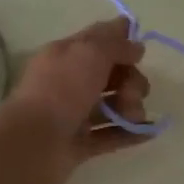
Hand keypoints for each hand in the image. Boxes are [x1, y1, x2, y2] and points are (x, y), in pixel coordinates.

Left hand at [2, 18, 152, 183]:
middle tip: (131, 93)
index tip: (140, 52)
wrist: (34, 144)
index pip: (97, 40)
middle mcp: (69, 82)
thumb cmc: (60, 90)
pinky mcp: (80, 144)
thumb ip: (115, 44)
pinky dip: (130, 132)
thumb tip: (136, 46)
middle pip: (111, 74)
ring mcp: (74, 115)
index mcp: (65, 55)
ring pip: (113, 105)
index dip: (120, 41)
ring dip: (132, 107)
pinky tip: (149, 131)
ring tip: (133, 117)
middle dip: (131, 80)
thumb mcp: (89, 53)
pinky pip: (112, 134)